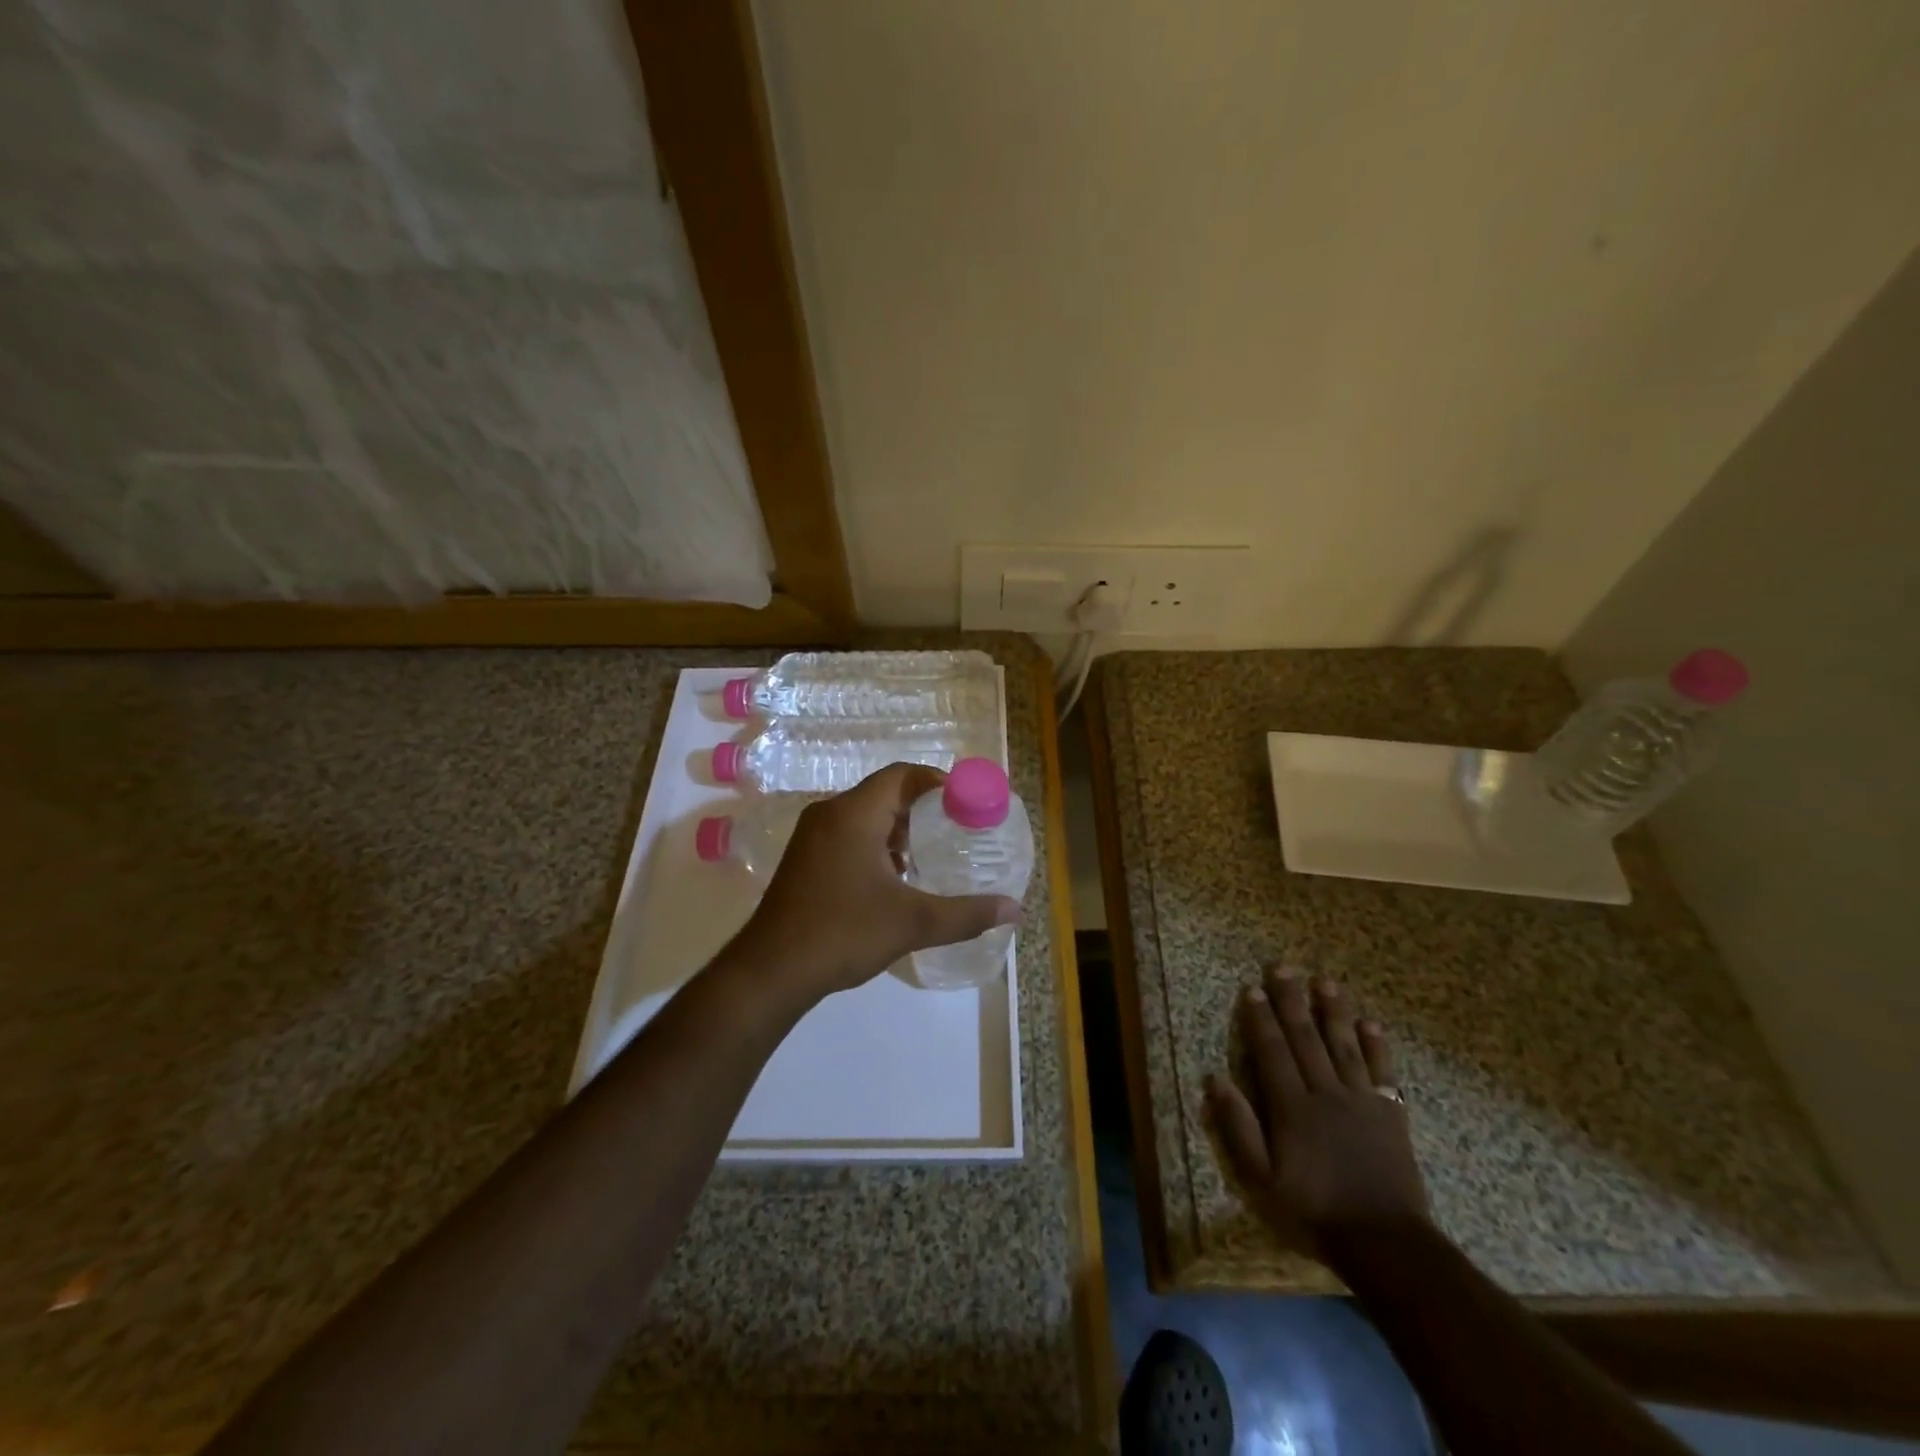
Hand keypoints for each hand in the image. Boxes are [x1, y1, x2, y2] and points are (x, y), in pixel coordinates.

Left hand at [730, 763, 1021, 1007]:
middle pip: (884, 794)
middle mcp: (829, 814)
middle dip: (922, 810)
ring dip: (898, 830)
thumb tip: (1015, 909)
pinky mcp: (804, 860)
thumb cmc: (843, 933)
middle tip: (956, 832)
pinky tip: (894, 880)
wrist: (771, 971)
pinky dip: (876, 846)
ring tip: (930, 858)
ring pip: (865, 817)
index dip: (938, 782)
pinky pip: (848, 836)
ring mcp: (812, 837)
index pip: (901, 775)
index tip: (967, 803)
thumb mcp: (913, 923)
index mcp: (854, 814)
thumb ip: (966, 914)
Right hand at [1206, 969, 1428, 1255]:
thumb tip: (1215, 1079)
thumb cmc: (1316, 1211)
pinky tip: (1370, 1023)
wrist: (1386, 1242)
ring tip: (1325, 981)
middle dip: (1292, 1001)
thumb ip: (1239, 1127)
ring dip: (1333, 1011)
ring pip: (1344, 1045)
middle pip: (1306, 1038)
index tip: (1254, 989)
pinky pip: (1384, 1071)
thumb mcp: (1263, 1179)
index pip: (1272, 1052)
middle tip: (1284, 967)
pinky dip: (1377, 1045)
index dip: (1261, 1019)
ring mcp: (1362, 1101)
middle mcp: (1325, 1093)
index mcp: (1292, 1107)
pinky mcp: (1391, 1114)